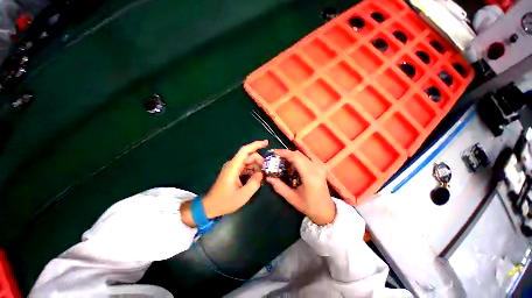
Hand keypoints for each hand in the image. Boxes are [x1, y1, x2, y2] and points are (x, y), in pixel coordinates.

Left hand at [181, 140, 267, 226]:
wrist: (210, 206)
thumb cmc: (225, 201)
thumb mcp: (243, 195)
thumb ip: (254, 183)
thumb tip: (262, 173)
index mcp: (234, 167)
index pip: (245, 151)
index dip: (256, 145)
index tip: (267, 143)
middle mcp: (233, 165)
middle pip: (249, 156)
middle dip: (259, 161)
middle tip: (267, 171)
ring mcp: (233, 168)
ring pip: (248, 162)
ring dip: (257, 167)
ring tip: (263, 177)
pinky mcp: (234, 173)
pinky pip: (245, 167)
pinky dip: (252, 171)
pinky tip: (257, 178)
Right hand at [266, 149, 335, 224]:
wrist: (326, 210)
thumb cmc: (309, 206)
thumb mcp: (291, 198)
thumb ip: (279, 186)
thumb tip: (268, 177)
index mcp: (310, 176)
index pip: (296, 158)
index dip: (284, 153)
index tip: (273, 152)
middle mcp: (316, 168)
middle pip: (298, 154)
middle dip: (285, 154)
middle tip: (275, 159)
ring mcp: (320, 166)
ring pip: (302, 154)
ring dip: (291, 156)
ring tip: (283, 162)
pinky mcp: (320, 167)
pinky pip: (307, 157)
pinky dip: (298, 158)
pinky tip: (293, 165)